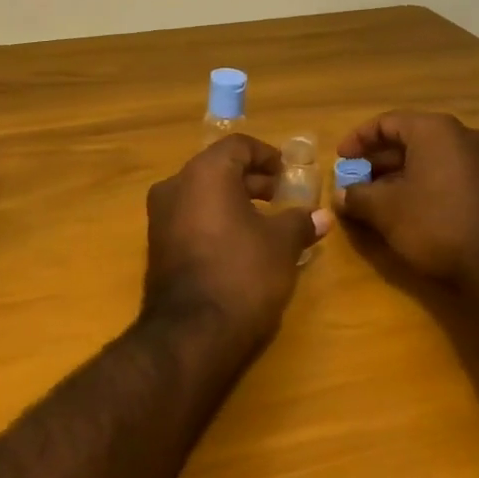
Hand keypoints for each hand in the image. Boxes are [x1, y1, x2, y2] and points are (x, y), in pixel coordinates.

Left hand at [144, 135, 331, 349]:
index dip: (267, 156)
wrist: (191, 332)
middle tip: (282, 198)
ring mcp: (160, 216)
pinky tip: (240, 244)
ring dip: (234, 201)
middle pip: (218, 168)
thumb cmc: (242, 273)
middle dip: (252, 180)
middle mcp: (175, 185)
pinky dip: (215, 220)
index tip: (289, 175)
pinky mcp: (157, 245)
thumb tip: (322, 216)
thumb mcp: (281, 245)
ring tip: (266, 223)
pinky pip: (190, 218)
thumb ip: (299, 222)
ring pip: (202, 194)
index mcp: (204, 173)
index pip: (237, 146)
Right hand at [335, 111, 478, 292]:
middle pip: (410, 139)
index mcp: (436, 131)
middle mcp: (464, 137)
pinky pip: (449, 174)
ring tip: (376, 200)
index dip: (358, 139)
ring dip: (400, 175)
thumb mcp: (384, 210)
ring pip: (430, 159)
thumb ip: (356, 196)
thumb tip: (340, 194)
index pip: (387, 122)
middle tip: (356, 181)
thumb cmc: (436, 224)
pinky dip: (424, 184)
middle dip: (378, 161)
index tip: (341, 160)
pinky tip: (409, 210)